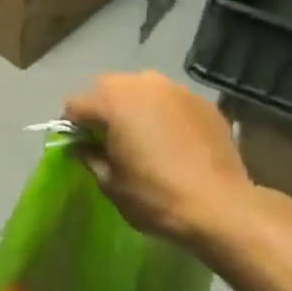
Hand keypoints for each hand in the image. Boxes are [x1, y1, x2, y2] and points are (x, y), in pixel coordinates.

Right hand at [64, 72, 260, 246]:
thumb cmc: (154, 197)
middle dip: (102, 110)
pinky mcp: (204, 102)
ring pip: (142, 90)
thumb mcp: (110, 184)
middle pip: (108, 88)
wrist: (220, 207)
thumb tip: (82, 146)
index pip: (75, 104)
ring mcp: (177, 89)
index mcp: (112, 101)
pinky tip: (173, 142)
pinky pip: (171, 102)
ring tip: (142, 138)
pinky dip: (164, 115)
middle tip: (108, 141)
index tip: (79, 148)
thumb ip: (89, 157)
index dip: (71, 127)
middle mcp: (143, 84)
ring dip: (135, 108)